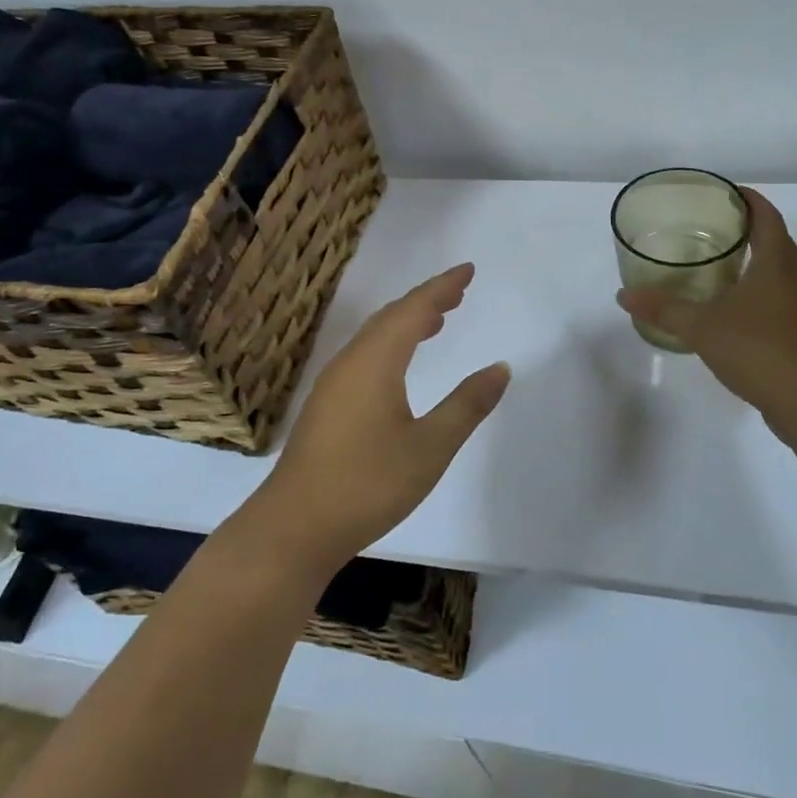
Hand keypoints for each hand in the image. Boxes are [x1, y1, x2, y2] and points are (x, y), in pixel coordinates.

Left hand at [250, 263, 509, 576]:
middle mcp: (351, 362)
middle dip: (426, 300)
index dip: (442, 287)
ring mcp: (333, 383)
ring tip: (437, 321)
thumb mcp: (430, 447)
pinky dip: (390, 344)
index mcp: (376, 361)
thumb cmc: (368, 483)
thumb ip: (467, 404)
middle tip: (458, 293)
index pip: (414, 309)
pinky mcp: (326, 405)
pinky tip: (400, 365)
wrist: (295, 526)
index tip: (468, 271)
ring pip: (374, 336)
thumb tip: (501, 368)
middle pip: (391, 316)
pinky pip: (364, 355)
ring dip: (406, 322)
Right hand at [617, 187, 796, 414]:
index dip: (747, 200)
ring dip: (755, 263)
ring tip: (719, 268)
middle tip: (709, 229)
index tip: (723, 193)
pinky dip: (761, 293)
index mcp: (779, 262)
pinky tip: (736, 311)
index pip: (766, 215)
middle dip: (746, 230)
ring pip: (781, 272)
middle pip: (776, 240)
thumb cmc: (759, 349)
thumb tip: (624, 295)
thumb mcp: (702, 327)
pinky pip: (783, 299)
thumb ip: (663, 309)